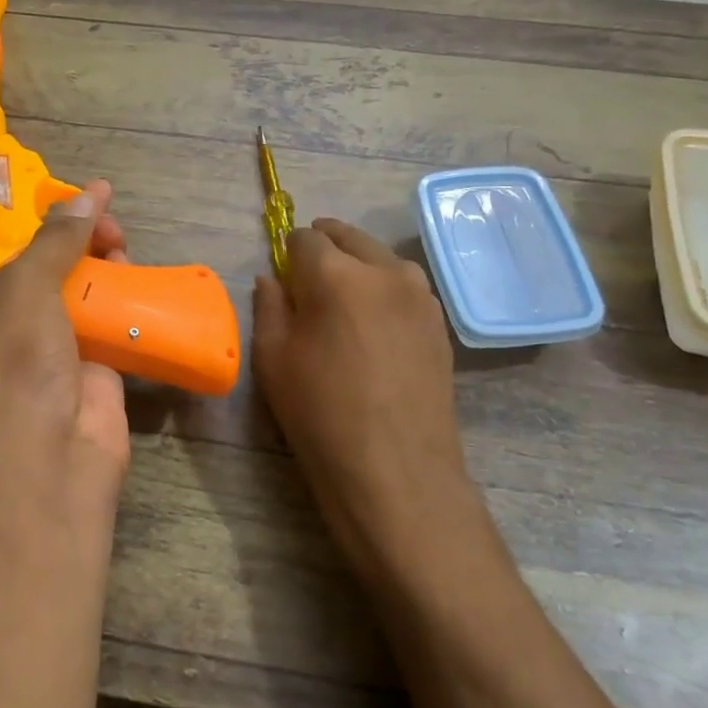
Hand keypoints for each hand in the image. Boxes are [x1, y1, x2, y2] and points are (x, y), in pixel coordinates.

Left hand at [0, 180, 131, 525]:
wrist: (56, 457)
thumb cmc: (17, 369)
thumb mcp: (22, 292)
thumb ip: (53, 242)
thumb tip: (88, 194)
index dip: (17, 224)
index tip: (51, 197)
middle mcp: (3, 331)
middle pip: (38, 269)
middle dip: (68, 239)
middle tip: (99, 216)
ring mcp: (50, 350)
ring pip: (76, 291)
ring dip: (98, 262)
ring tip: (119, 237)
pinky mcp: (92, 365)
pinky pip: (107, 319)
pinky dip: (122, 295)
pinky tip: (136, 269)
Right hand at [252, 220, 478, 581]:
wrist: (396, 470)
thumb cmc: (321, 415)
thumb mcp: (273, 360)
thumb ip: (269, 307)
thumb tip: (272, 279)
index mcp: (335, 274)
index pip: (305, 237)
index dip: (288, 252)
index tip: (282, 276)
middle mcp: (383, 271)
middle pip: (349, 237)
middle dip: (325, 247)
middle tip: (307, 279)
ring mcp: (419, 295)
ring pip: (381, 259)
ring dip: (358, 265)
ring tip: (343, 302)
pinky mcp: (439, 321)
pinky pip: (404, 287)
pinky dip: (384, 290)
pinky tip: (374, 325)